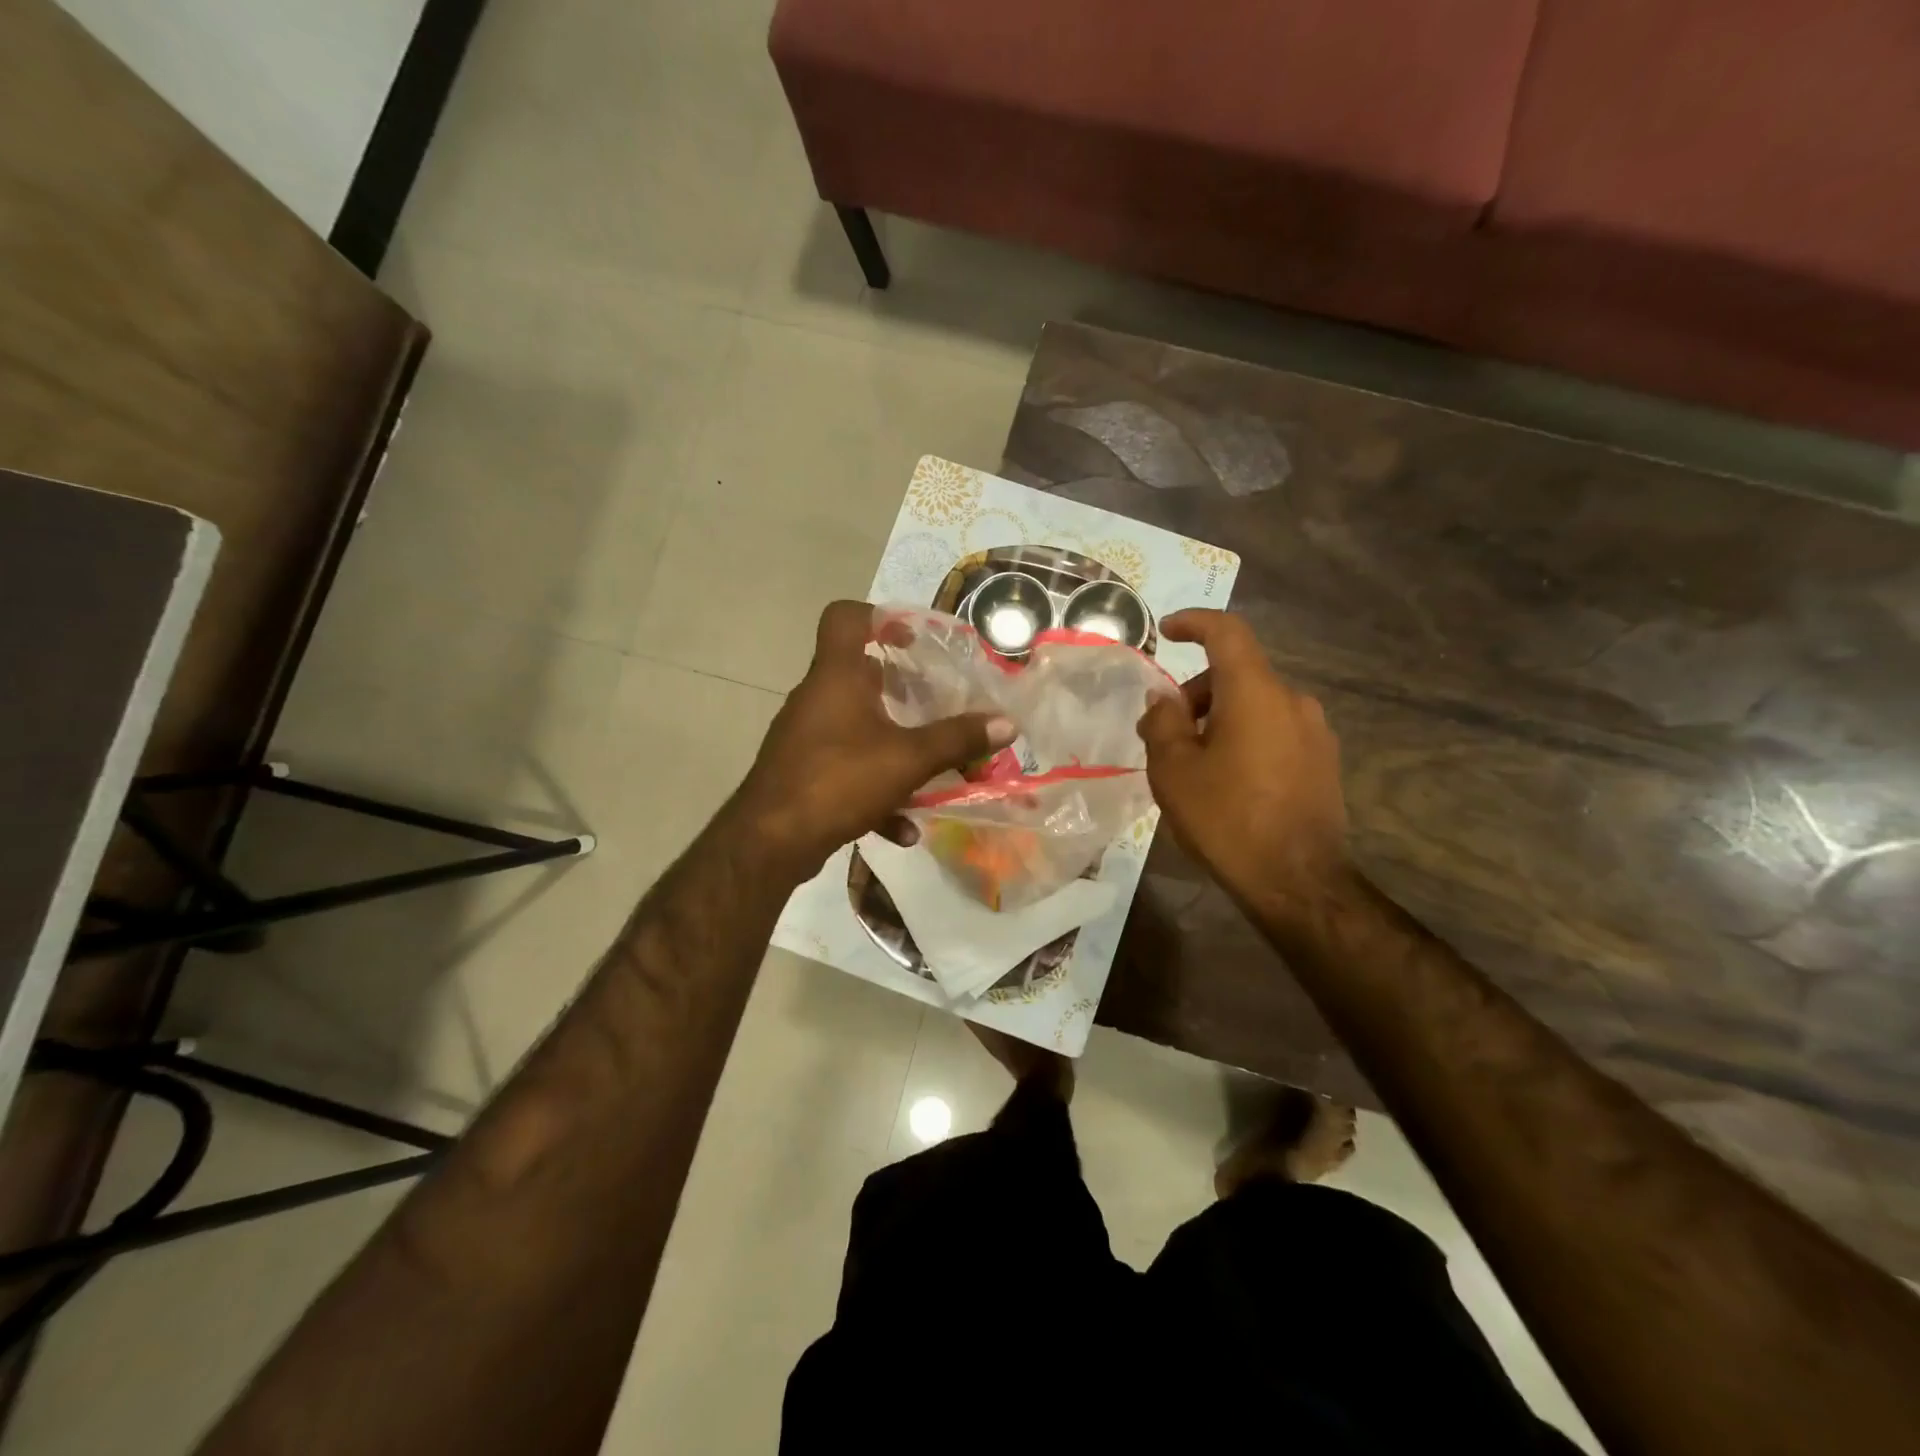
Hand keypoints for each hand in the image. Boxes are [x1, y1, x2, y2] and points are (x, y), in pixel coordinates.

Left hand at [735, 601, 1013, 877]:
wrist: (770, 842)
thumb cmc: (839, 780)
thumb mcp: (908, 759)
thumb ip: (957, 740)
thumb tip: (1007, 724)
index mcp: (836, 677)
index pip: (845, 618)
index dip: (879, 615)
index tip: (913, 637)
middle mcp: (817, 698)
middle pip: (858, 674)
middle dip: (901, 689)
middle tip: (936, 703)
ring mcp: (805, 737)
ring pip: (856, 727)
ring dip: (893, 744)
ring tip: (929, 765)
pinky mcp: (802, 773)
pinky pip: (847, 769)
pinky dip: (875, 790)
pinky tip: (903, 828)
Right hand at [1136, 610, 1351, 917]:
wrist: (1297, 881)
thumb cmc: (1226, 818)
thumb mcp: (1173, 769)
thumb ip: (1162, 722)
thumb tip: (1163, 699)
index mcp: (1255, 692)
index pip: (1226, 632)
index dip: (1194, 622)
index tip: (1166, 630)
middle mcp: (1292, 700)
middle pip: (1237, 674)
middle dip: (1196, 692)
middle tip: (1163, 732)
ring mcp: (1315, 732)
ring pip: (1256, 704)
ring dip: (1220, 717)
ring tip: (1193, 763)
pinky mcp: (1323, 761)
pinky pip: (1275, 730)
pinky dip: (1245, 736)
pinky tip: (1228, 780)